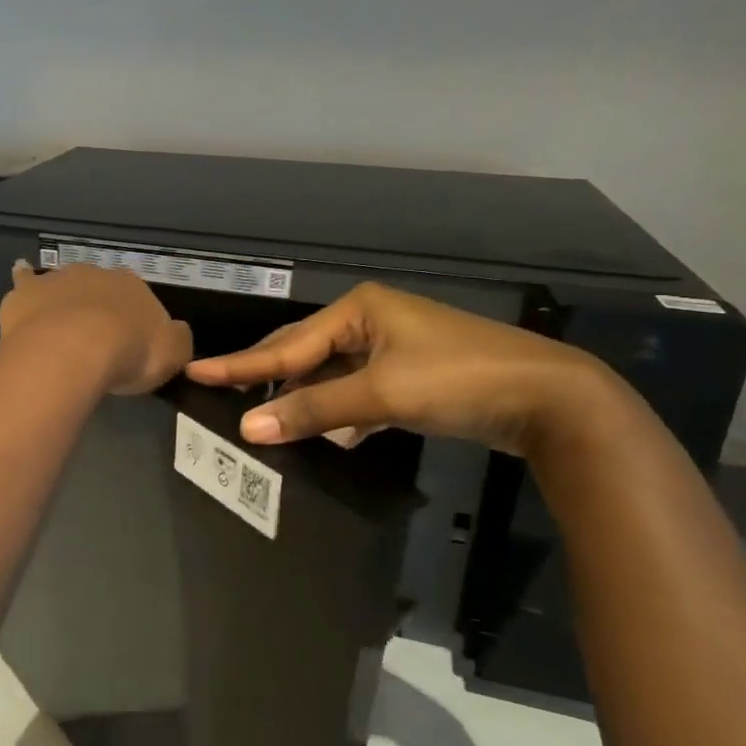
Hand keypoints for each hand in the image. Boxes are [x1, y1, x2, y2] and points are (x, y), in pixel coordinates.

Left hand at [0, 263, 192, 395]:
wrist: (75, 350)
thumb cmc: (129, 353)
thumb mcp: (173, 354)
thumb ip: (177, 340)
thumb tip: (175, 332)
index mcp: (133, 287)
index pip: (137, 299)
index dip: (133, 322)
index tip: (129, 345)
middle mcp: (96, 275)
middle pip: (98, 289)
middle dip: (97, 308)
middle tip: (95, 340)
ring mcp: (58, 280)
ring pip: (63, 283)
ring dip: (64, 298)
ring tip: (60, 322)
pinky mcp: (26, 292)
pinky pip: (25, 280)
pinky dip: (23, 278)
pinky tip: (19, 273)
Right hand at [185, 282, 618, 456]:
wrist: (551, 398)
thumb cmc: (458, 380)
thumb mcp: (380, 394)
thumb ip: (314, 410)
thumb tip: (249, 428)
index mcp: (359, 309)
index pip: (287, 345)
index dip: (240, 364)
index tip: (195, 371)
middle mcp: (370, 321)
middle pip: (303, 353)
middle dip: (266, 377)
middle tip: (220, 391)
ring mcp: (392, 348)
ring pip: (330, 376)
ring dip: (304, 401)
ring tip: (265, 421)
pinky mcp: (410, 376)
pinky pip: (356, 392)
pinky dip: (339, 413)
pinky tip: (327, 435)